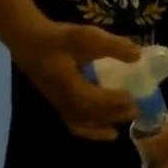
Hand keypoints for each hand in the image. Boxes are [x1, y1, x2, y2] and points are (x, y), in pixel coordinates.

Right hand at [16, 24, 141, 140]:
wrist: (28, 43)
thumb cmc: (56, 38)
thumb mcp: (84, 36)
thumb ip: (111, 46)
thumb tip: (138, 55)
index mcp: (71, 87)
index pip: (98, 100)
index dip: (117, 101)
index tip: (136, 98)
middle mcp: (67, 103)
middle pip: (96, 115)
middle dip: (118, 113)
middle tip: (139, 110)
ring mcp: (62, 108)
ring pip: (89, 125)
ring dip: (109, 123)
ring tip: (127, 119)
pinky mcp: (61, 109)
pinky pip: (80, 127)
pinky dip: (95, 132)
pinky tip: (110, 131)